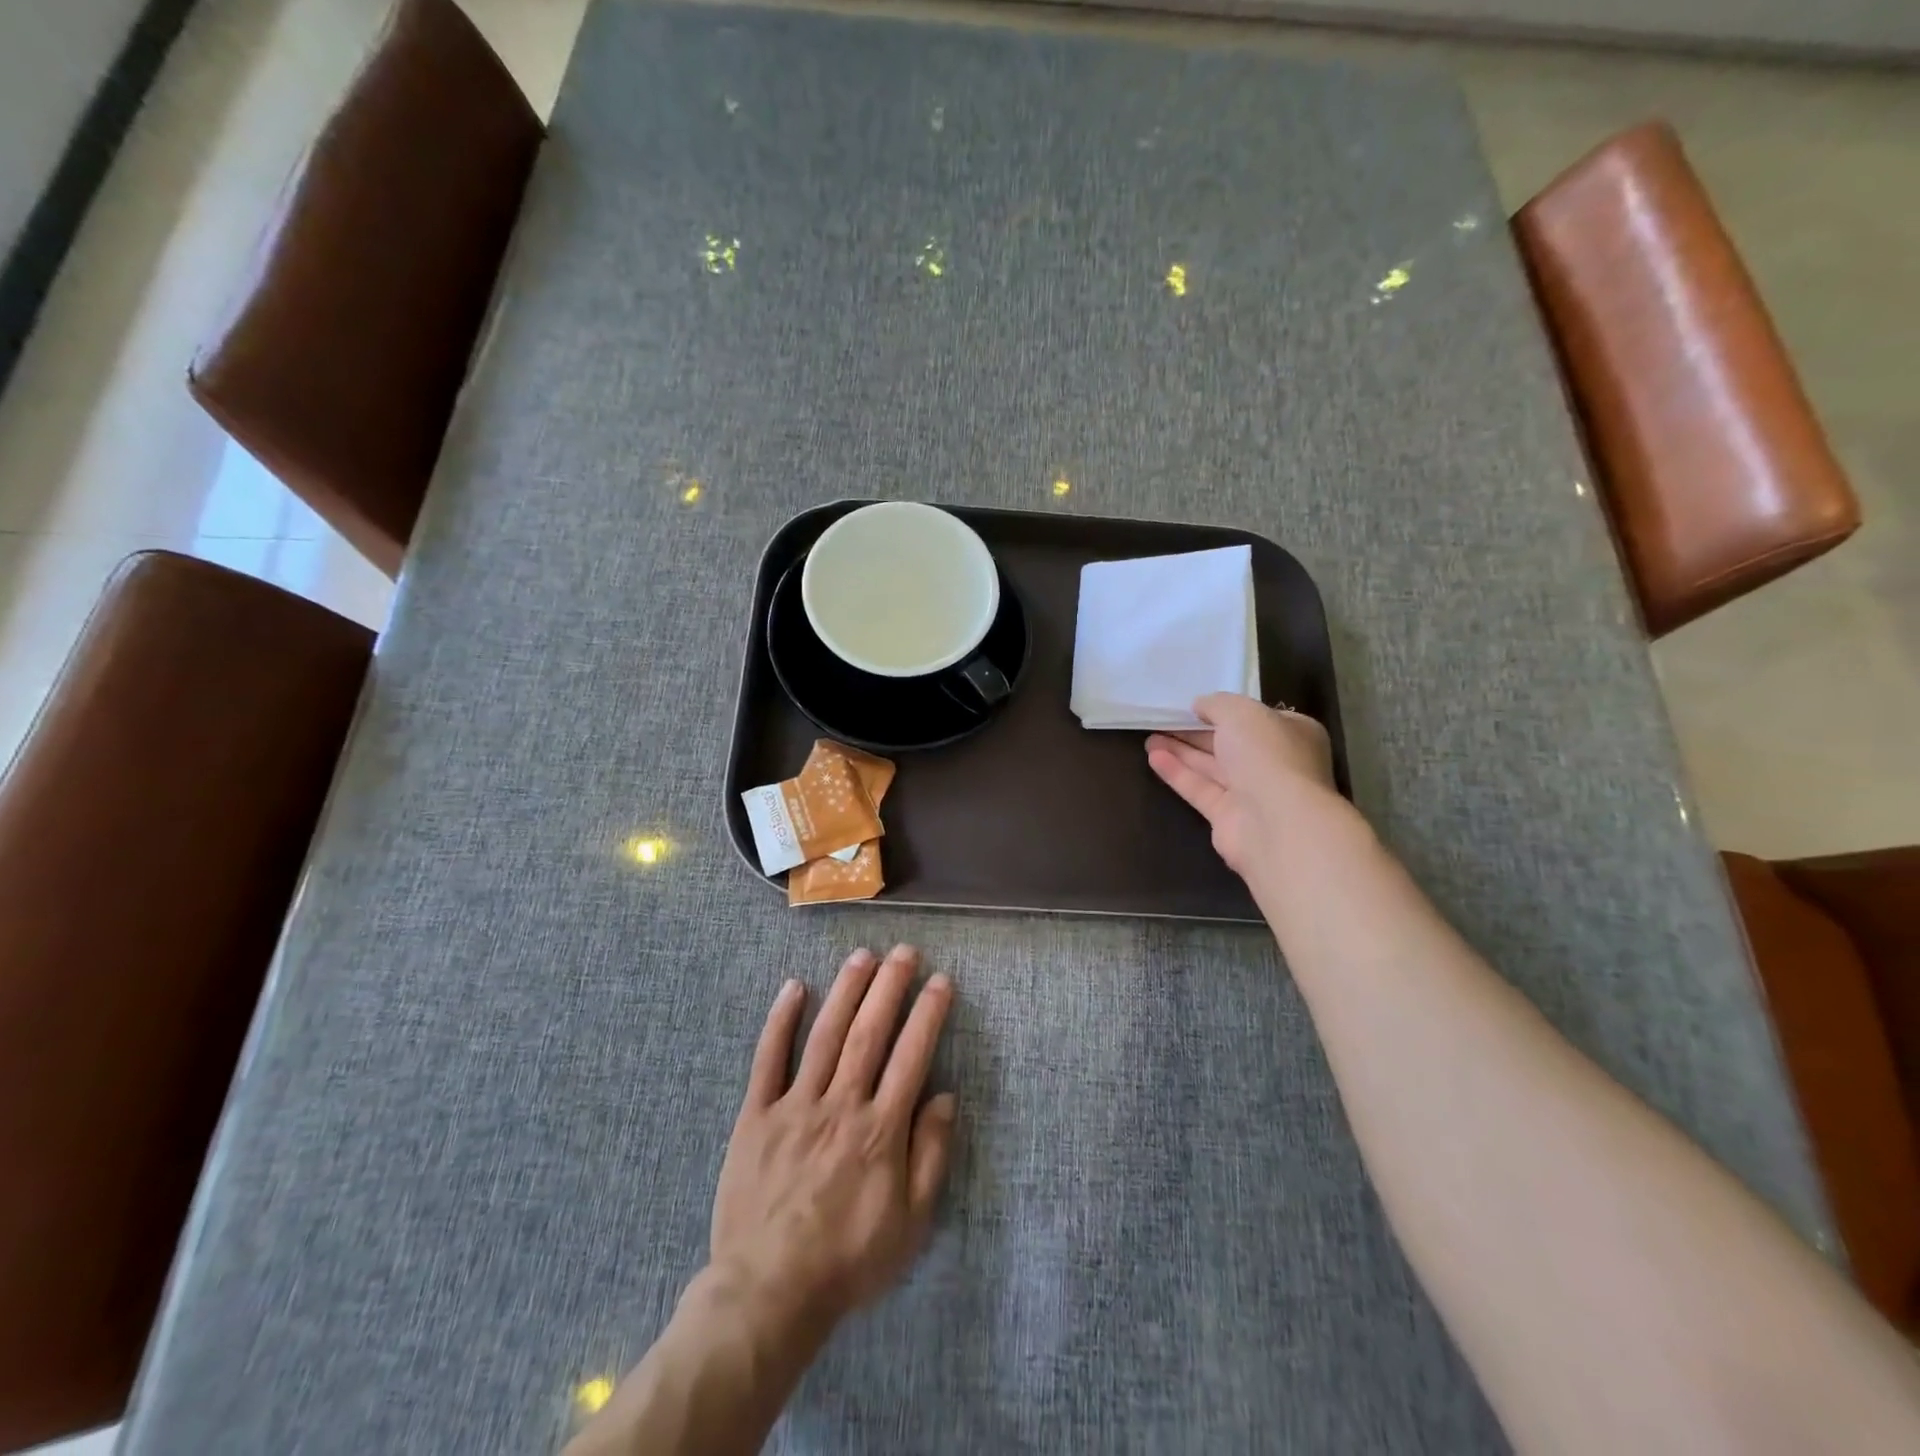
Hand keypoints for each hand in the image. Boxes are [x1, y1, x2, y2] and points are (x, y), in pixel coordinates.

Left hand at [709, 945, 956, 1340]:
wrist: (768, 1293)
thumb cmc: (848, 1259)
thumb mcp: (910, 1223)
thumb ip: (930, 1155)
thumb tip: (945, 1096)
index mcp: (880, 1130)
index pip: (911, 1056)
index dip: (928, 1014)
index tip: (940, 981)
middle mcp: (840, 1105)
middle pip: (869, 1033)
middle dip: (889, 987)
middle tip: (903, 951)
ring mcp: (795, 1106)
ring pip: (825, 1035)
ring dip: (845, 991)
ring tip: (862, 956)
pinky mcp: (756, 1116)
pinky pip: (768, 1060)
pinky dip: (780, 1021)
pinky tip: (794, 987)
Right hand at [1145, 693, 1339, 878]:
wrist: (1276, 822)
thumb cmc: (1268, 756)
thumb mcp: (1240, 712)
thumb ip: (1217, 704)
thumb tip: (1200, 706)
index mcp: (1292, 734)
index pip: (1256, 719)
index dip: (1225, 711)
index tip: (1194, 706)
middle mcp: (1274, 763)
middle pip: (1229, 743)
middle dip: (1195, 732)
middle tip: (1163, 721)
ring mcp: (1252, 793)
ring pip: (1212, 767)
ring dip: (1181, 751)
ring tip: (1150, 738)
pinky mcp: (1228, 817)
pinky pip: (1200, 789)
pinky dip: (1177, 773)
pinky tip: (1153, 758)